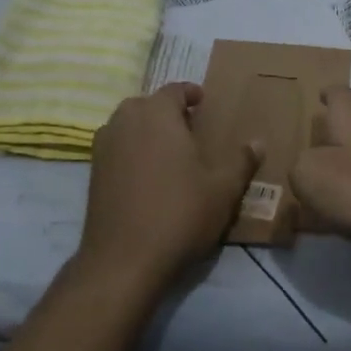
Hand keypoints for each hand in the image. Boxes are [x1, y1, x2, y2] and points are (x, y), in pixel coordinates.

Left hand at [73, 83, 259, 292]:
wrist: (124, 260)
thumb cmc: (180, 214)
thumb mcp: (223, 189)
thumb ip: (242, 161)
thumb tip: (258, 142)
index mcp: (157, 115)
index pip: (174, 90)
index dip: (191, 93)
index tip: (204, 103)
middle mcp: (125, 121)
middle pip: (147, 104)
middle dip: (168, 111)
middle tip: (190, 129)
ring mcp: (103, 147)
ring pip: (128, 125)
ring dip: (147, 130)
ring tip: (170, 152)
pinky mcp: (92, 173)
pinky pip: (117, 148)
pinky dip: (132, 151)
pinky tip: (149, 176)